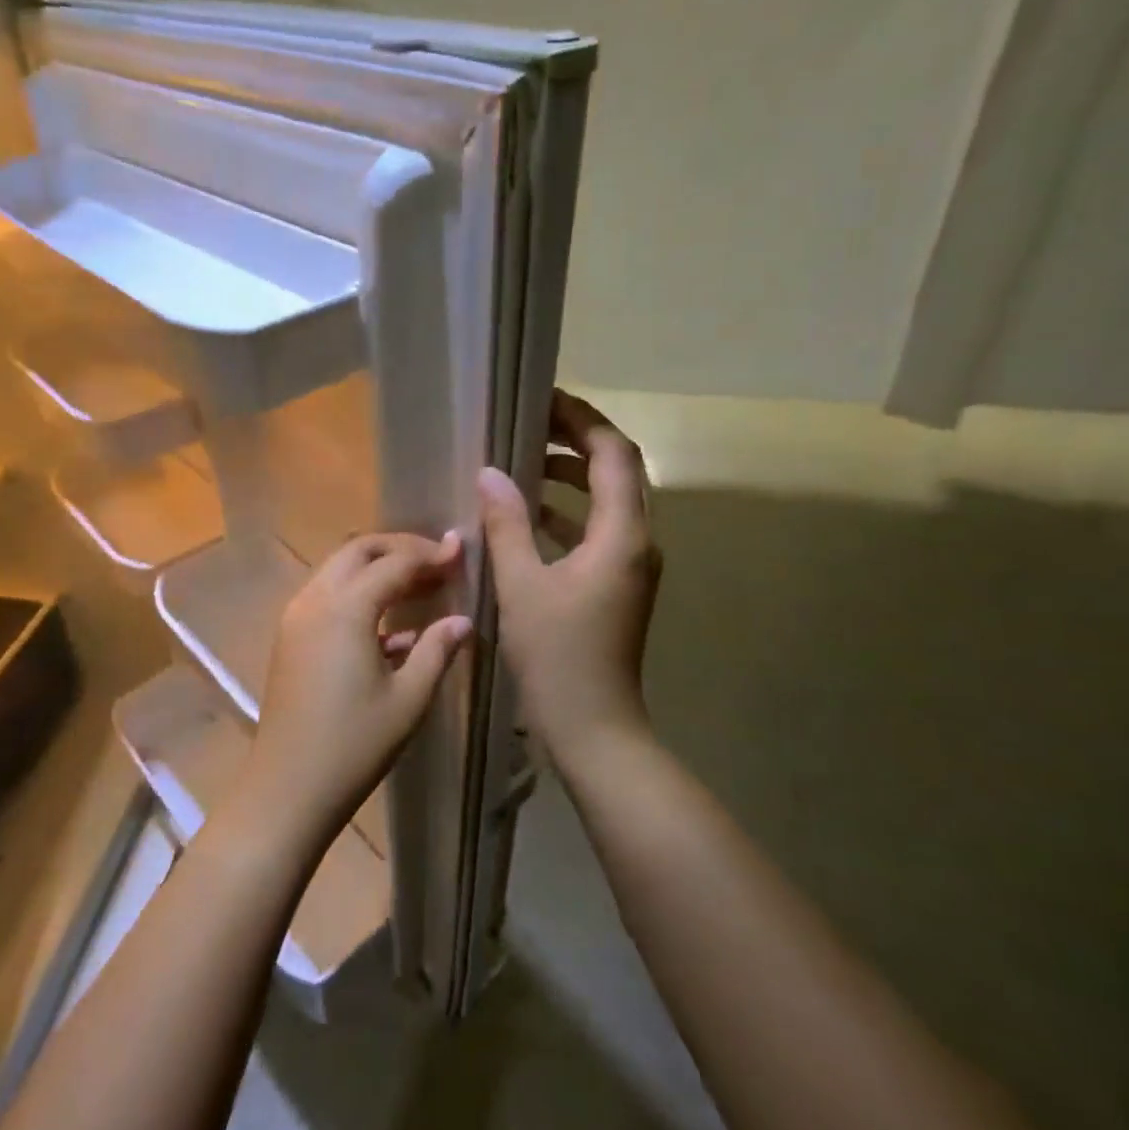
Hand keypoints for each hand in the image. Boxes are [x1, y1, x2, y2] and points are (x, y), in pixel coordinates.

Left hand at [242, 532, 471, 846]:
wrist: (288, 787)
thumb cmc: (354, 745)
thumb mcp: (408, 699)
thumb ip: (436, 650)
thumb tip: (462, 620)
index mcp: (345, 609)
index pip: (393, 562)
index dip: (430, 554)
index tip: (461, 551)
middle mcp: (314, 600)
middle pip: (358, 551)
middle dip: (400, 548)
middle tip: (437, 563)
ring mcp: (296, 618)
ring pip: (338, 570)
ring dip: (377, 568)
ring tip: (420, 587)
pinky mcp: (290, 638)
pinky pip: (327, 597)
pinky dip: (358, 595)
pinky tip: (393, 628)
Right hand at [477, 390, 661, 766]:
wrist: (595, 728)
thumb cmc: (557, 656)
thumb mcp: (522, 586)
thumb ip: (507, 524)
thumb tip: (490, 473)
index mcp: (623, 535)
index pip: (612, 454)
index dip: (582, 420)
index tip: (542, 400)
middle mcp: (638, 542)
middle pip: (617, 471)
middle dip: (576, 442)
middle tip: (528, 425)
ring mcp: (632, 566)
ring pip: (608, 501)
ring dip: (571, 477)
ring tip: (523, 463)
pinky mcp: (619, 586)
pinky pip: (598, 532)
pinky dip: (568, 514)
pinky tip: (529, 517)